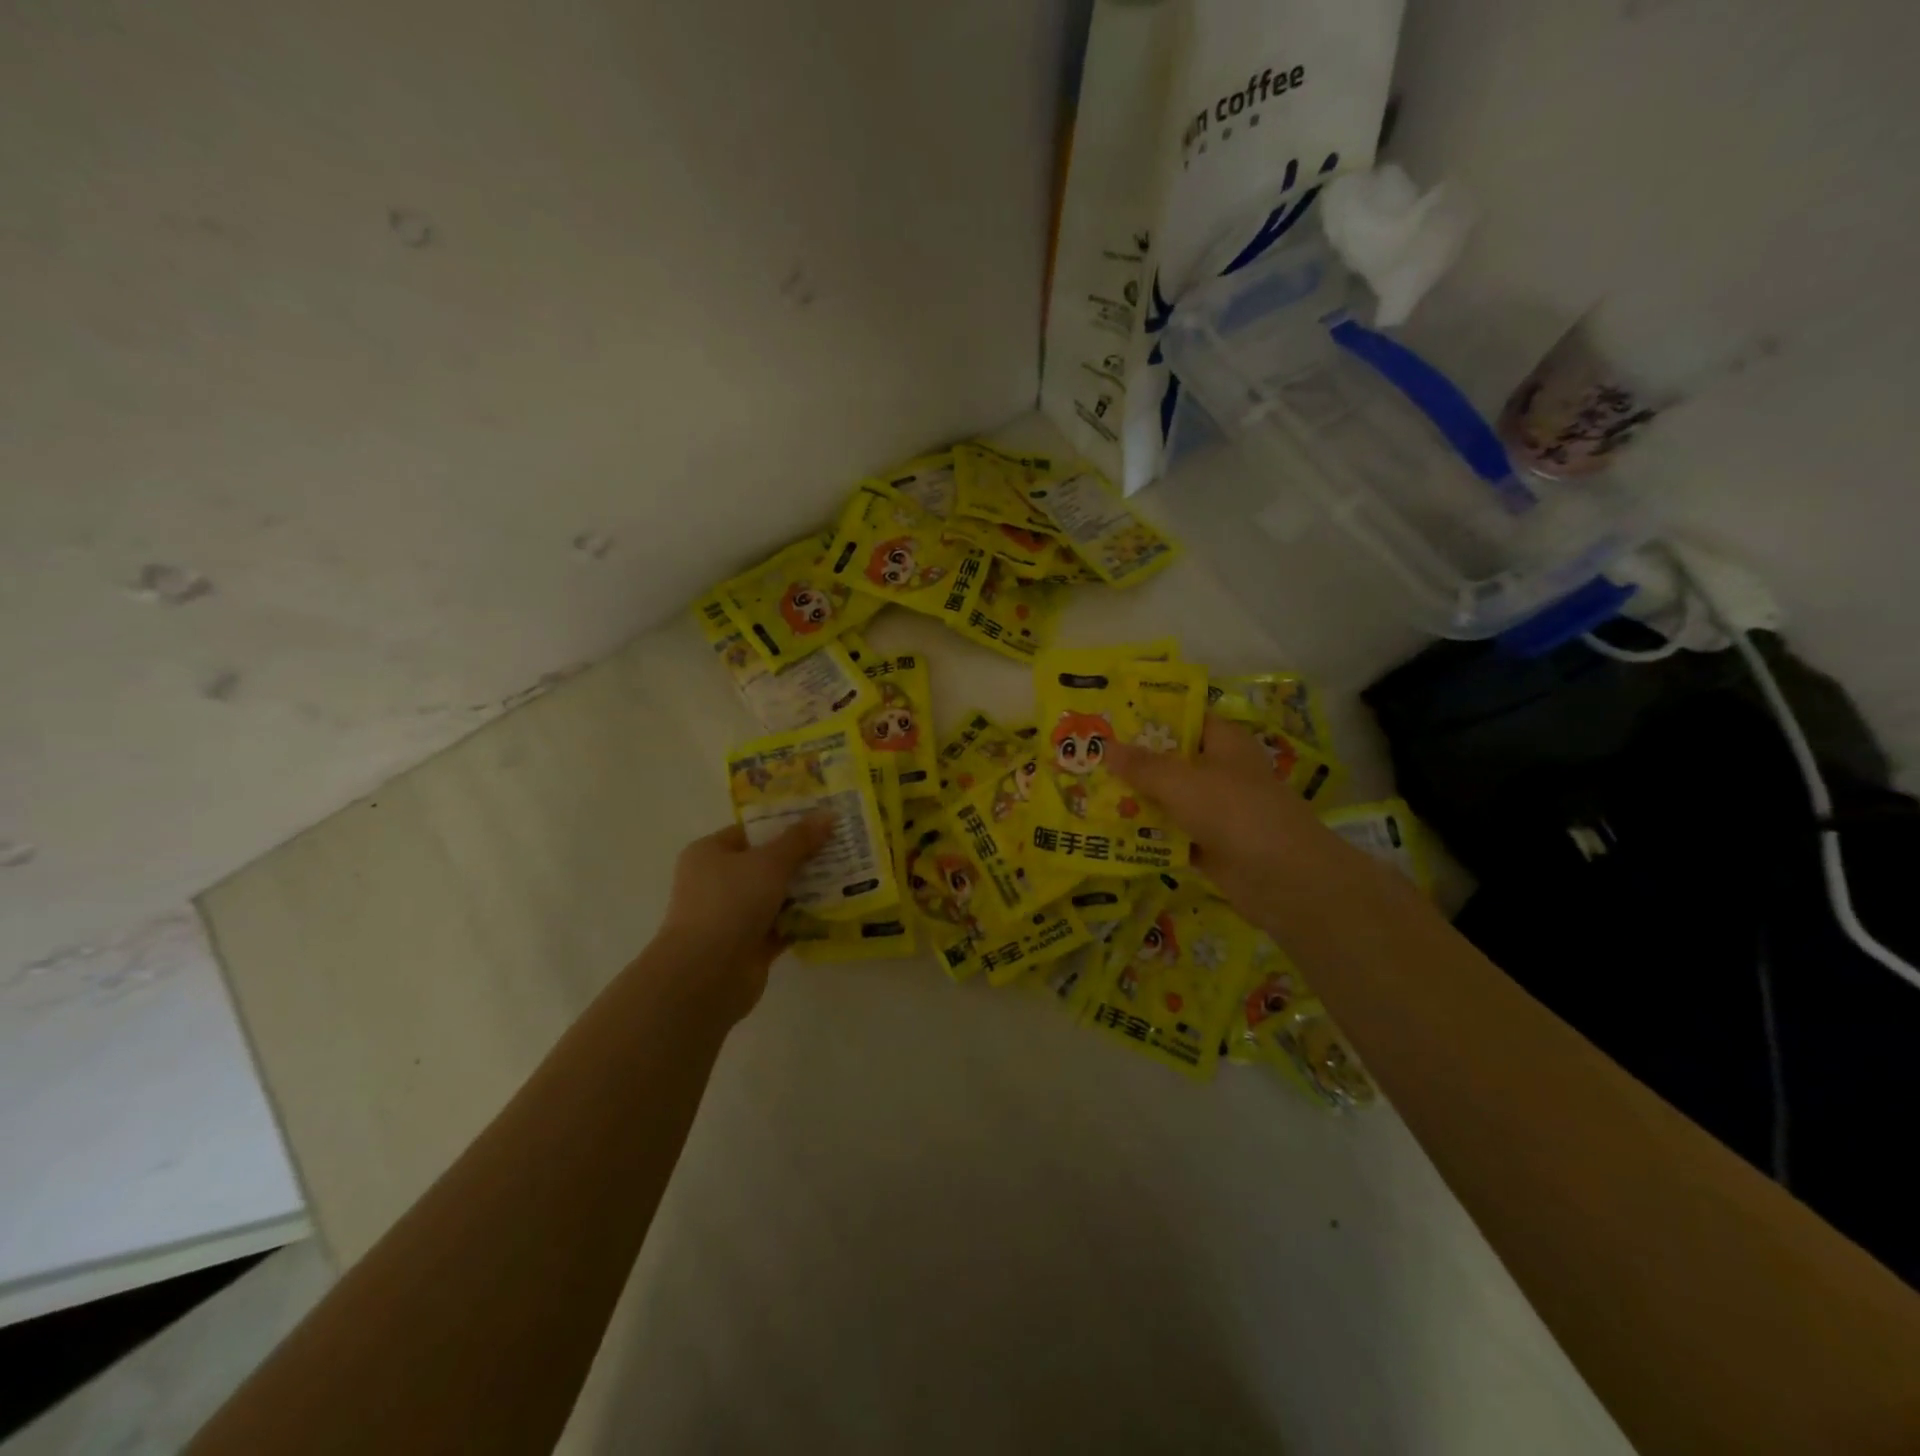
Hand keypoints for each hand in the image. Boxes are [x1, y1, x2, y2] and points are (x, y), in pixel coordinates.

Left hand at [653, 815, 834, 1017]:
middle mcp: (716, 882)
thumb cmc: (731, 903)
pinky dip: (803, 920)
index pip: (751, 831)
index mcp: (710, 854)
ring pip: (776, 896)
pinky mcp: (748, 945)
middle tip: (841, 848)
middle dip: (802, 858)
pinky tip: (835, 911)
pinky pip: (782, 926)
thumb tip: (828, 814)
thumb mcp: (770, 862)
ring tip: (846, 877)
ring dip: (806, 890)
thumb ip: (800, 839)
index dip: (786, 825)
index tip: (821, 822)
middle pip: (766, 863)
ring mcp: (732, 916)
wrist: (707, 974)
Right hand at [1105, 715, 1332, 936]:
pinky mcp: (1210, 845)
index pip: (1185, 718)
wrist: (1284, 880)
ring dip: (1135, 800)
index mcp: (1224, 743)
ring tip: (1086, 793)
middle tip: (1086, 757)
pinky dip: (1147, 835)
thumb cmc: (1235, 813)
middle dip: (1132, 761)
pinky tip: (1109, 832)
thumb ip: (1142, 766)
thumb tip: (1105, 747)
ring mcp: (1216, 811)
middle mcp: (1221, 772)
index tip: (1109, 718)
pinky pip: (1171, 834)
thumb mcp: (1181, 782)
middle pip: (1171, 760)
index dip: (1150, 716)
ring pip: (1168, 799)